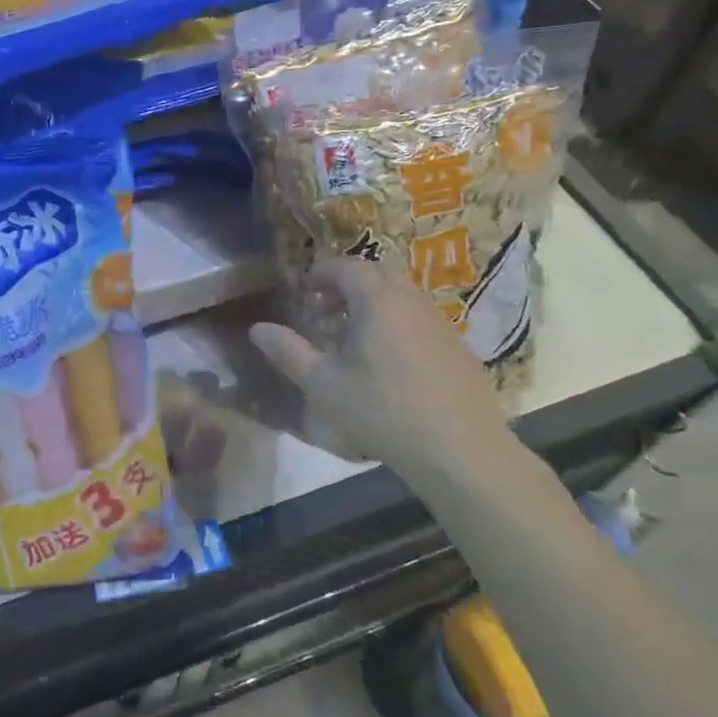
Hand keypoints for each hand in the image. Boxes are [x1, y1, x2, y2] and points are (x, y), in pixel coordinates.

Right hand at [250, 258, 515, 483]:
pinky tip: (390, 362)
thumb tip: (258, 328)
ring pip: (401, 296)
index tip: (305, 289)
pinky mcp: (459, 347)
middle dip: (347, 284)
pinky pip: (420, 318)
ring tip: (353, 336)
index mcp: (378, 301)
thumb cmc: (382, 411)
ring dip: (373, 303)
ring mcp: (440, 322)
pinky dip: (397, 322)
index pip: (348, 266)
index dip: (323, 272)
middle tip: (325, 309)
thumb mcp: (323, 385)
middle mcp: (412, 301)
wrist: (460, 449)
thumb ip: (289, 352)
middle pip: (377, 274)